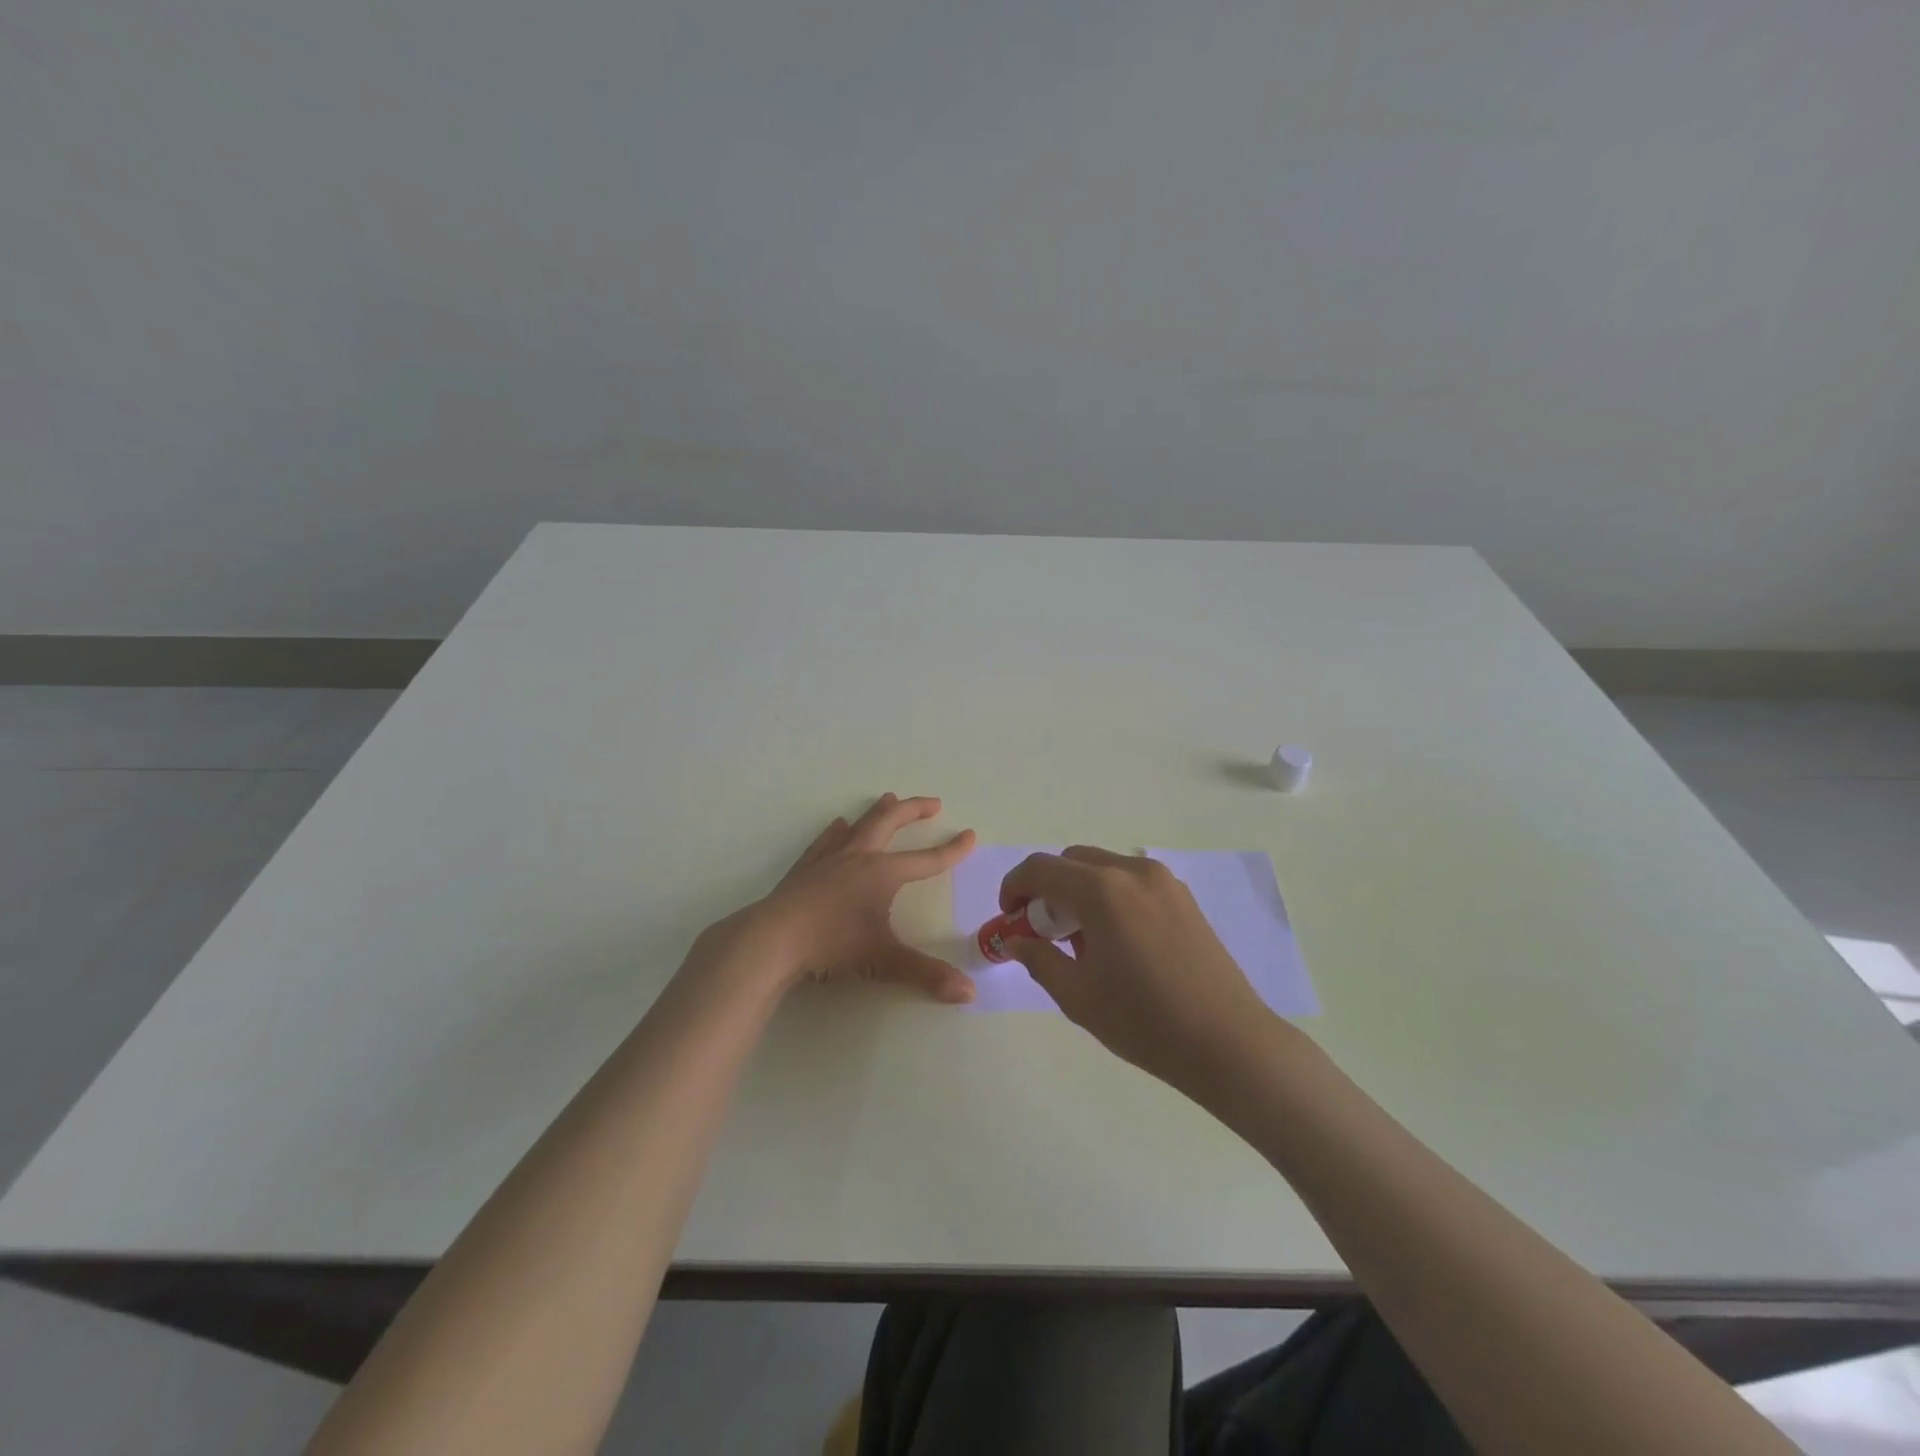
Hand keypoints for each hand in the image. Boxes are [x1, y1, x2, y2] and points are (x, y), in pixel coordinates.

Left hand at [734, 794, 977, 1003]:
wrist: (773, 939)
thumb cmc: (832, 945)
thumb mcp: (883, 960)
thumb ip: (926, 974)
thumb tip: (968, 992)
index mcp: (882, 873)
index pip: (926, 860)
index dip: (951, 850)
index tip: (970, 835)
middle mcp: (859, 857)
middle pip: (890, 823)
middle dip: (913, 811)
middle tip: (932, 803)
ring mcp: (829, 859)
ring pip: (859, 825)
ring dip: (877, 812)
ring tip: (888, 798)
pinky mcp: (805, 868)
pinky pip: (826, 841)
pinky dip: (837, 831)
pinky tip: (838, 825)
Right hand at [998, 846, 1271, 1089]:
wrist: (1228, 1043)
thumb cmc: (1144, 1022)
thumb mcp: (1078, 996)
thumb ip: (1039, 959)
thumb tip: (1016, 940)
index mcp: (1101, 891)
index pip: (1040, 868)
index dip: (1014, 887)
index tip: (1009, 918)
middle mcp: (1131, 872)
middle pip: (1071, 860)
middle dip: (1047, 887)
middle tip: (1042, 930)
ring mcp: (1163, 881)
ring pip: (1102, 867)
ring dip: (1078, 889)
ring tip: (1080, 938)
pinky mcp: (1183, 897)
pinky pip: (1131, 881)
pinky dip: (1109, 895)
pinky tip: (1116, 939)